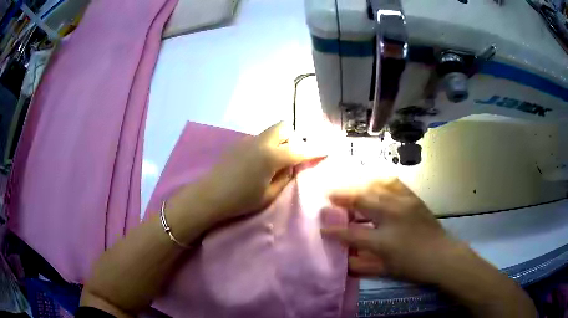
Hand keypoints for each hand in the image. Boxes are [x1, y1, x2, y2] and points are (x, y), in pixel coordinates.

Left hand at [192, 121, 323, 223]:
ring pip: (271, 131)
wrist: (209, 196)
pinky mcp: (238, 143)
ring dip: (281, 140)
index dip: (316, 149)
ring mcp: (248, 140)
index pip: (300, 149)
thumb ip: (285, 177)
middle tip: (295, 155)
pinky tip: (261, 161)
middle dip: (294, 137)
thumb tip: (292, 165)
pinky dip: (267, 144)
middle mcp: (262, 142)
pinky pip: (260, 138)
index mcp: (272, 156)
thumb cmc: (241, 200)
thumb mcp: (269, 195)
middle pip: (284, 127)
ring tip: (278, 159)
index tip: (328, 148)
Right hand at [322, 178, 536, 317]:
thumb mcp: (386, 270)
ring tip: (346, 180)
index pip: (352, 233)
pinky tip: (371, 177)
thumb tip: (343, 260)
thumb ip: (362, 264)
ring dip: (358, 182)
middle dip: (342, 194)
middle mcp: (392, 217)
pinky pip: (393, 182)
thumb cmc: (413, 266)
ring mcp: (404, 203)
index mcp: (384, 240)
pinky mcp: (412, 197)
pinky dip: (378, 178)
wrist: (442, 255)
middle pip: (362, 199)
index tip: (321, 226)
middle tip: (327, 190)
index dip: (334, 230)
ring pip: (376, 185)